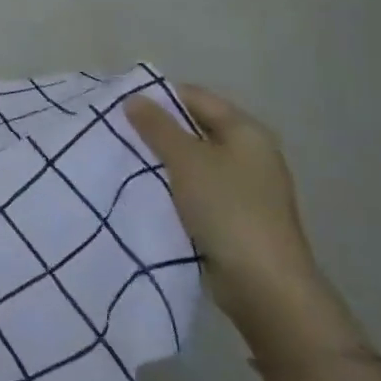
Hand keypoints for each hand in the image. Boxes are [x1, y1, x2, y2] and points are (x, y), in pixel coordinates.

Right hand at [127, 85, 322, 339]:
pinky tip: (145, 190)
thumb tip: (134, 98)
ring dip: (162, 160)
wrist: (264, 285)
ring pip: (193, 160)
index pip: (196, 97)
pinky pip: (196, 188)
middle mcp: (249, 153)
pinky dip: (172, 185)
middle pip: (194, 127)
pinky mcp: (234, 215)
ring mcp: (244, 186)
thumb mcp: (186, 160)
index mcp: (246, 131)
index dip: (159, 96)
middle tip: (117, 131)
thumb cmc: (227, 209)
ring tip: (124, 159)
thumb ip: (157, 126)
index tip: (121, 104)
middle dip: (157, 129)